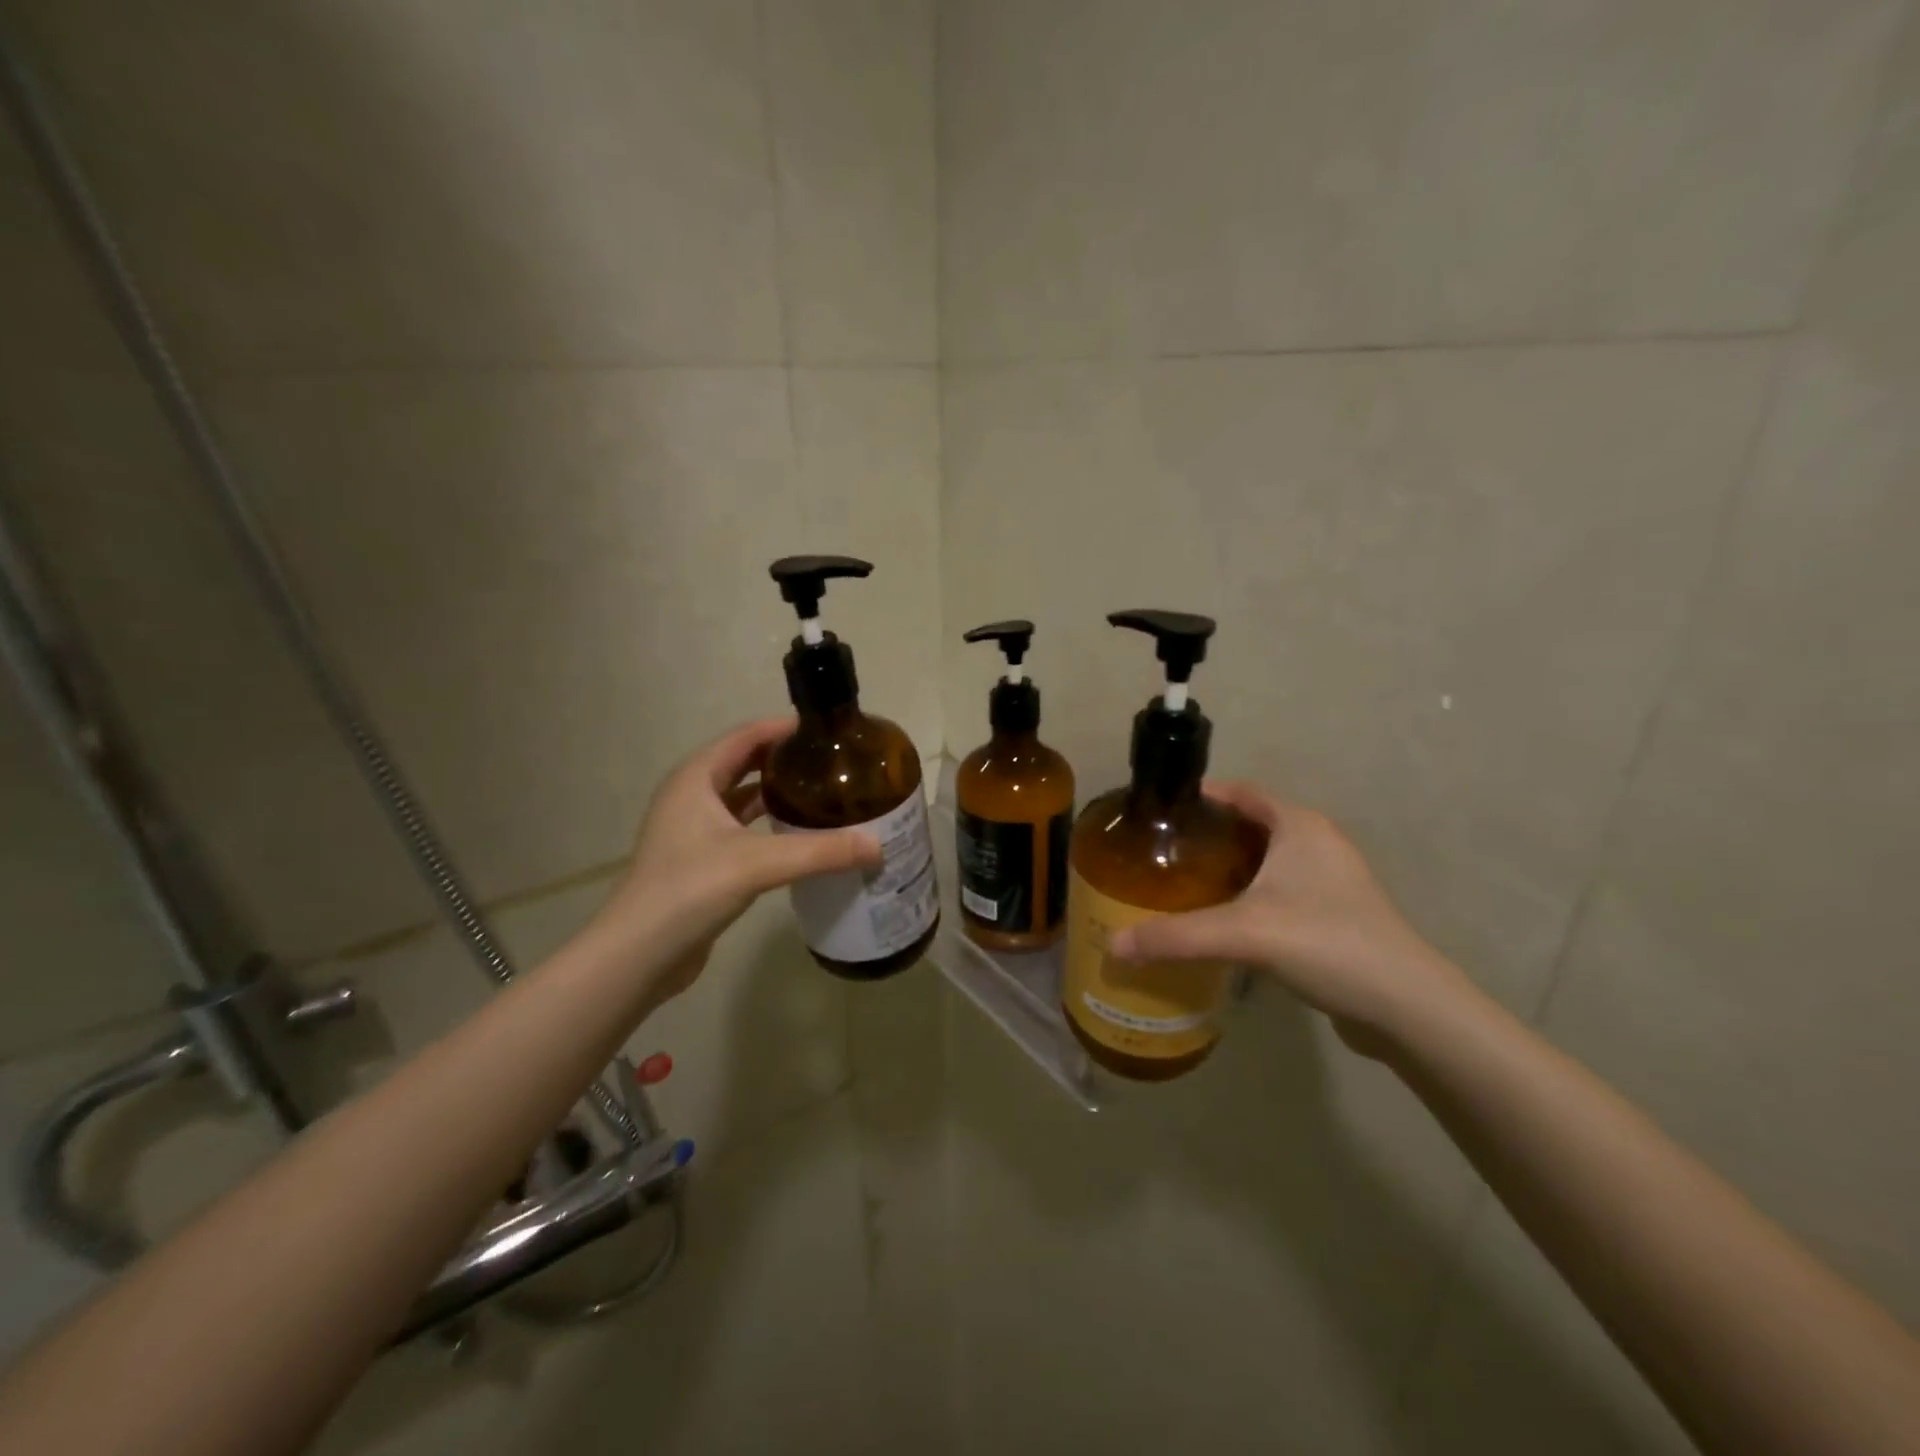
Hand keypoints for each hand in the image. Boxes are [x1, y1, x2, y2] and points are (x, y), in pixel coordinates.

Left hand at [590, 717, 882, 1000]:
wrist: (638, 956)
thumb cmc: (689, 891)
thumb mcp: (758, 864)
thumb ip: (820, 851)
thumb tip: (878, 847)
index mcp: (695, 779)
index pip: (745, 736)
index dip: (783, 728)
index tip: (826, 731)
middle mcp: (690, 797)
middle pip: (743, 763)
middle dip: (785, 760)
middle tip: (831, 763)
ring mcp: (691, 831)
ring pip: (741, 799)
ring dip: (776, 793)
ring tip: (822, 794)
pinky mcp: (698, 862)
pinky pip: (740, 830)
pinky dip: (768, 826)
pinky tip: (798, 838)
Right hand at [1109, 782, 1473, 1043]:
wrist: (1407, 1007)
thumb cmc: (1326, 943)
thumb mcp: (1243, 933)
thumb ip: (1175, 936)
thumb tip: (1113, 945)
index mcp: (1300, 826)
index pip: (1244, 792)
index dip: (1205, 795)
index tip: (1164, 808)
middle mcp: (1318, 844)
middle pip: (1255, 825)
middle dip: (1212, 834)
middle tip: (1166, 851)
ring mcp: (1333, 882)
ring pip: (1270, 861)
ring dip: (1233, 867)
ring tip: (1186, 884)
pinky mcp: (1338, 916)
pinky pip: (1283, 891)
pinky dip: (1252, 896)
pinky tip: (1226, 922)